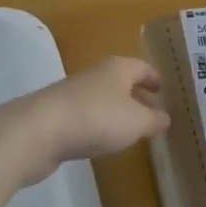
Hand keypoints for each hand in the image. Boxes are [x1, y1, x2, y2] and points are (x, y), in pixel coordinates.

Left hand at [3, 57, 170, 185]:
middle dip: (137, 93)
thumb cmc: (96, 118)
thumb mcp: (135, 122)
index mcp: (118, 67)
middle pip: (122, 80)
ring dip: (118, 109)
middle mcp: (97, 73)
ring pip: (104, 97)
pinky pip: (88, 114)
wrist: (40, 130)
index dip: (154, 78)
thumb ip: (153, 120)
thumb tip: (165, 117)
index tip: (164, 89)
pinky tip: (102, 139)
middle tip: (153, 110)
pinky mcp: (60, 112)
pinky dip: (100, 122)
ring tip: (131, 128)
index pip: (142, 67)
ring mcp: (75, 92)